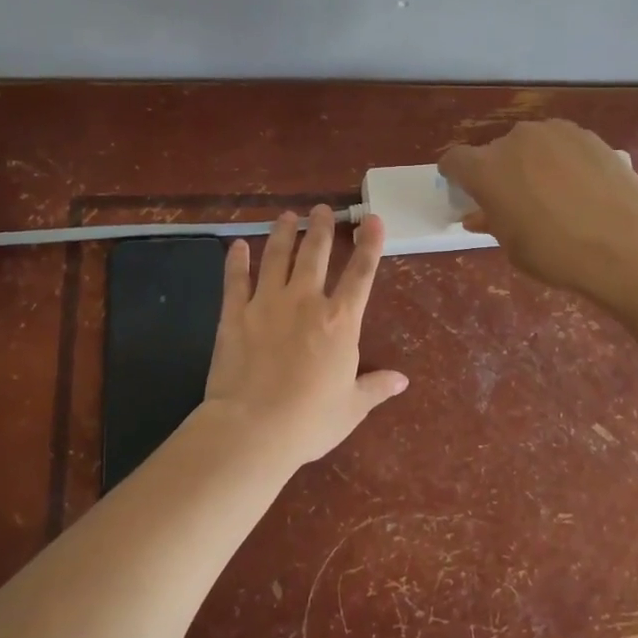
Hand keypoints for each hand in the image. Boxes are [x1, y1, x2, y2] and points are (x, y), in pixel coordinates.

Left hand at [201, 206, 407, 468]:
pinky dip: (237, 261)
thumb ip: (375, 387)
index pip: (361, 274)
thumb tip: (402, 380)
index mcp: (340, 322)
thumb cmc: (310, 421)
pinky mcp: (234, 314)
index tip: (373, 220)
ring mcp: (267, 304)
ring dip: (283, 234)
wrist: (253, 428)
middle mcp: (306, 302)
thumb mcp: (351, 407)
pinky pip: (236, 280)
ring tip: (287, 216)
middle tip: (321, 209)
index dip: (370, 244)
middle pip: (315, 255)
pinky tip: (238, 245)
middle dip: (321, 228)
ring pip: (277, 257)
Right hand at [439, 120, 637, 295]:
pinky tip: (579, 187)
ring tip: (551, 194)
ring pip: (529, 145)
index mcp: (486, 170)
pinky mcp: (586, 134)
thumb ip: (492, 222)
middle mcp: (514, 141)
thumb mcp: (514, 247)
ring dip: (529, 163)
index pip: (454, 160)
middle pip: (494, 152)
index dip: (455, 175)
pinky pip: (560, 144)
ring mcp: (553, 133)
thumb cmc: (557, 254)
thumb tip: (480, 214)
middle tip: (514, 201)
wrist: (628, 243)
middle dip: (497, 172)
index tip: (463, 190)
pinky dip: (560, 160)